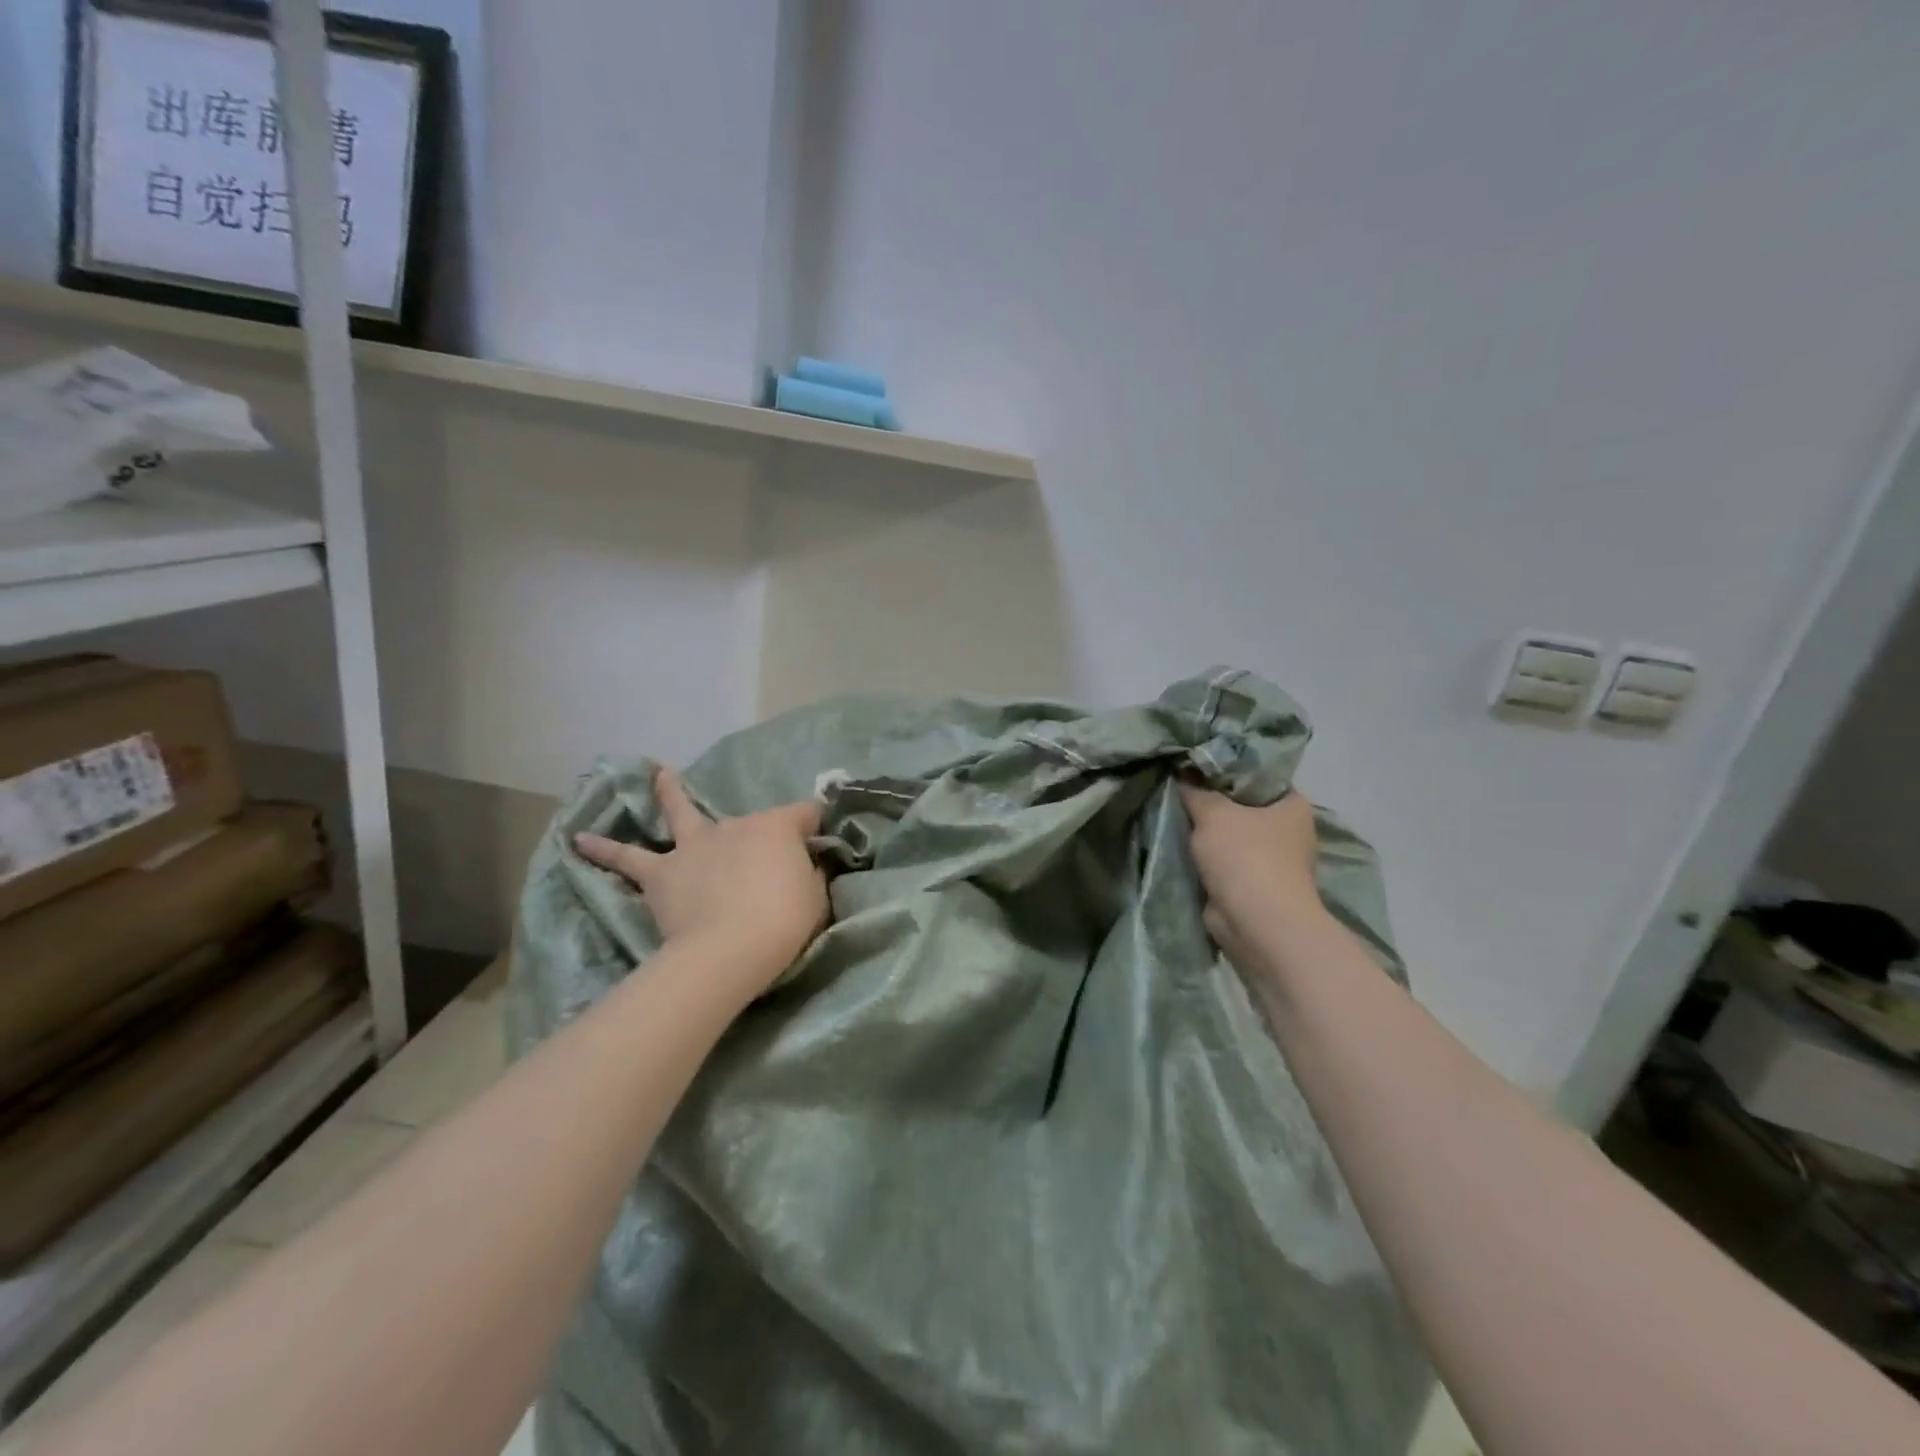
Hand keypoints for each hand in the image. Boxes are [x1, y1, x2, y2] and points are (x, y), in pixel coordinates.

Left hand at [575, 767, 827, 987]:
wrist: (731, 948)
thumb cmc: (784, 920)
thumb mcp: (816, 895)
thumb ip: (808, 874)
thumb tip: (804, 866)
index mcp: (776, 827)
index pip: (805, 813)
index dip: (816, 824)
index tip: (822, 838)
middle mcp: (735, 826)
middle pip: (750, 820)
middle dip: (760, 832)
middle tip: (766, 854)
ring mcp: (695, 847)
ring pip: (680, 814)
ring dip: (669, 793)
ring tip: (656, 774)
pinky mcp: (663, 874)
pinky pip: (628, 859)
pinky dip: (604, 849)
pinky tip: (579, 840)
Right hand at [1179, 784, 1328, 954]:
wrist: (1257, 924)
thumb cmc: (1245, 857)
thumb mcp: (1212, 812)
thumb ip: (1194, 791)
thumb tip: (1181, 776)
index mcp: (1293, 803)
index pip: (1256, 774)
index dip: (1224, 767)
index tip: (1193, 765)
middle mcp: (1288, 829)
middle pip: (1241, 804)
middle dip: (1210, 800)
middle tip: (1177, 787)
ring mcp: (1272, 859)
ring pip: (1229, 834)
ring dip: (1205, 831)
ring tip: (1172, 812)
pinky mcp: (1253, 884)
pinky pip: (1223, 861)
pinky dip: (1205, 857)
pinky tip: (1178, 843)